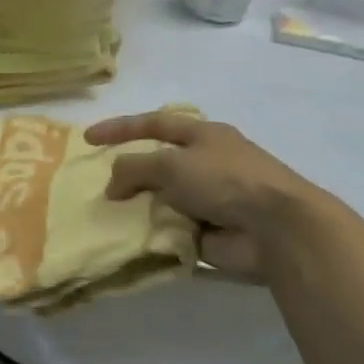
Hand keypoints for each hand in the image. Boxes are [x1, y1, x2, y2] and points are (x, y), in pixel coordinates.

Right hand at [84, 110, 339, 280]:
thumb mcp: (170, 164)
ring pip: (160, 198)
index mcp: (204, 136)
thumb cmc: (224, 181)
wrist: (275, 230)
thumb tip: (113, 187)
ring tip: (108, 216)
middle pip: (157, 164)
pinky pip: (168, 229)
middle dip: (129, 174)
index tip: (88, 139)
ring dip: (138, 207)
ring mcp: (208, 199)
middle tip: (99, 187)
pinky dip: (151, 234)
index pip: (154, 123)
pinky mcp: (207, 232)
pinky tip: (129, 240)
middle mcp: (206, 164)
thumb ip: (132, 168)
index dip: (120, 128)